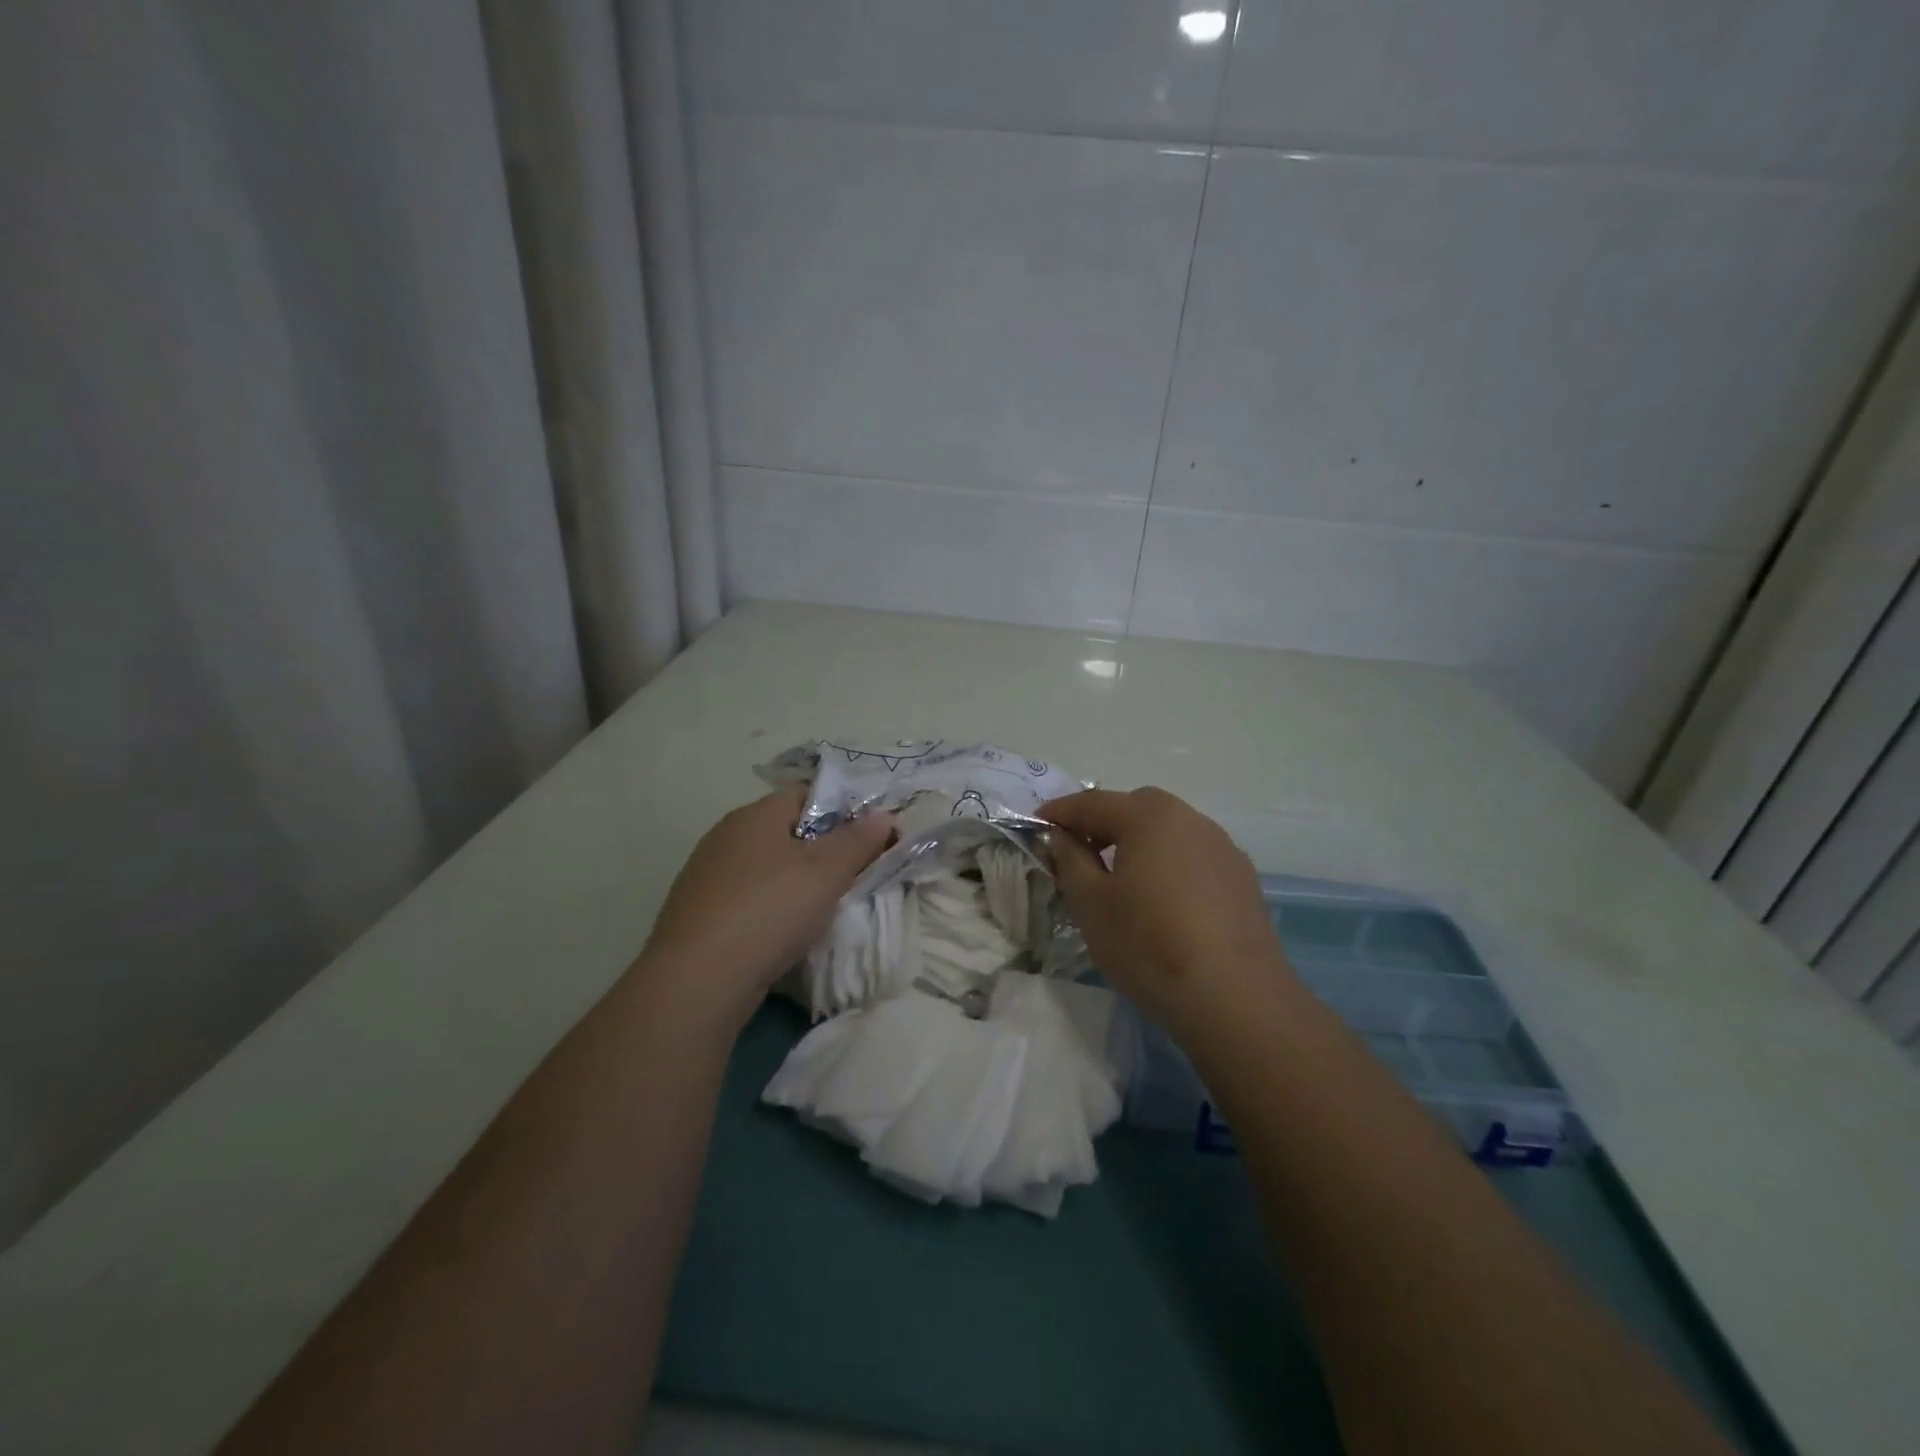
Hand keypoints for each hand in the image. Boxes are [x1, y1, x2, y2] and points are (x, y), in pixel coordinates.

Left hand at [637, 790, 894, 1031]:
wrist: (697, 981)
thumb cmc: (769, 911)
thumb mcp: (826, 872)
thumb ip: (858, 841)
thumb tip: (883, 815)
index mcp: (754, 815)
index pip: (806, 795)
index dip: (843, 810)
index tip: (870, 838)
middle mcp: (725, 836)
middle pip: (786, 831)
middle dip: (821, 850)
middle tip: (854, 875)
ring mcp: (706, 876)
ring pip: (766, 868)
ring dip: (795, 882)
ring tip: (824, 907)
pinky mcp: (698, 914)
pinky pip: (747, 899)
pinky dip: (770, 908)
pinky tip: (784, 933)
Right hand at [1042, 787, 1292, 1040]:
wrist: (1235, 997)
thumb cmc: (1148, 944)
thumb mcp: (1091, 904)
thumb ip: (1070, 860)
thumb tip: (1063, 837)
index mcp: (1147, 817)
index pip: (1092, 802)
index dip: (1059, 813)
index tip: (1036, 825)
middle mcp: (1189, 819)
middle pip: (1136, 808)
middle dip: (1103, 822)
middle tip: (1079, 851)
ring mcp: (1222, 847)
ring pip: (1169, 831)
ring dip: (1139, 842)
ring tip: (1121, 878)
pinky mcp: (1242, 878)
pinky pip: (1193, 856)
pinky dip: (1169, 864)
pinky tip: (1164, 900)